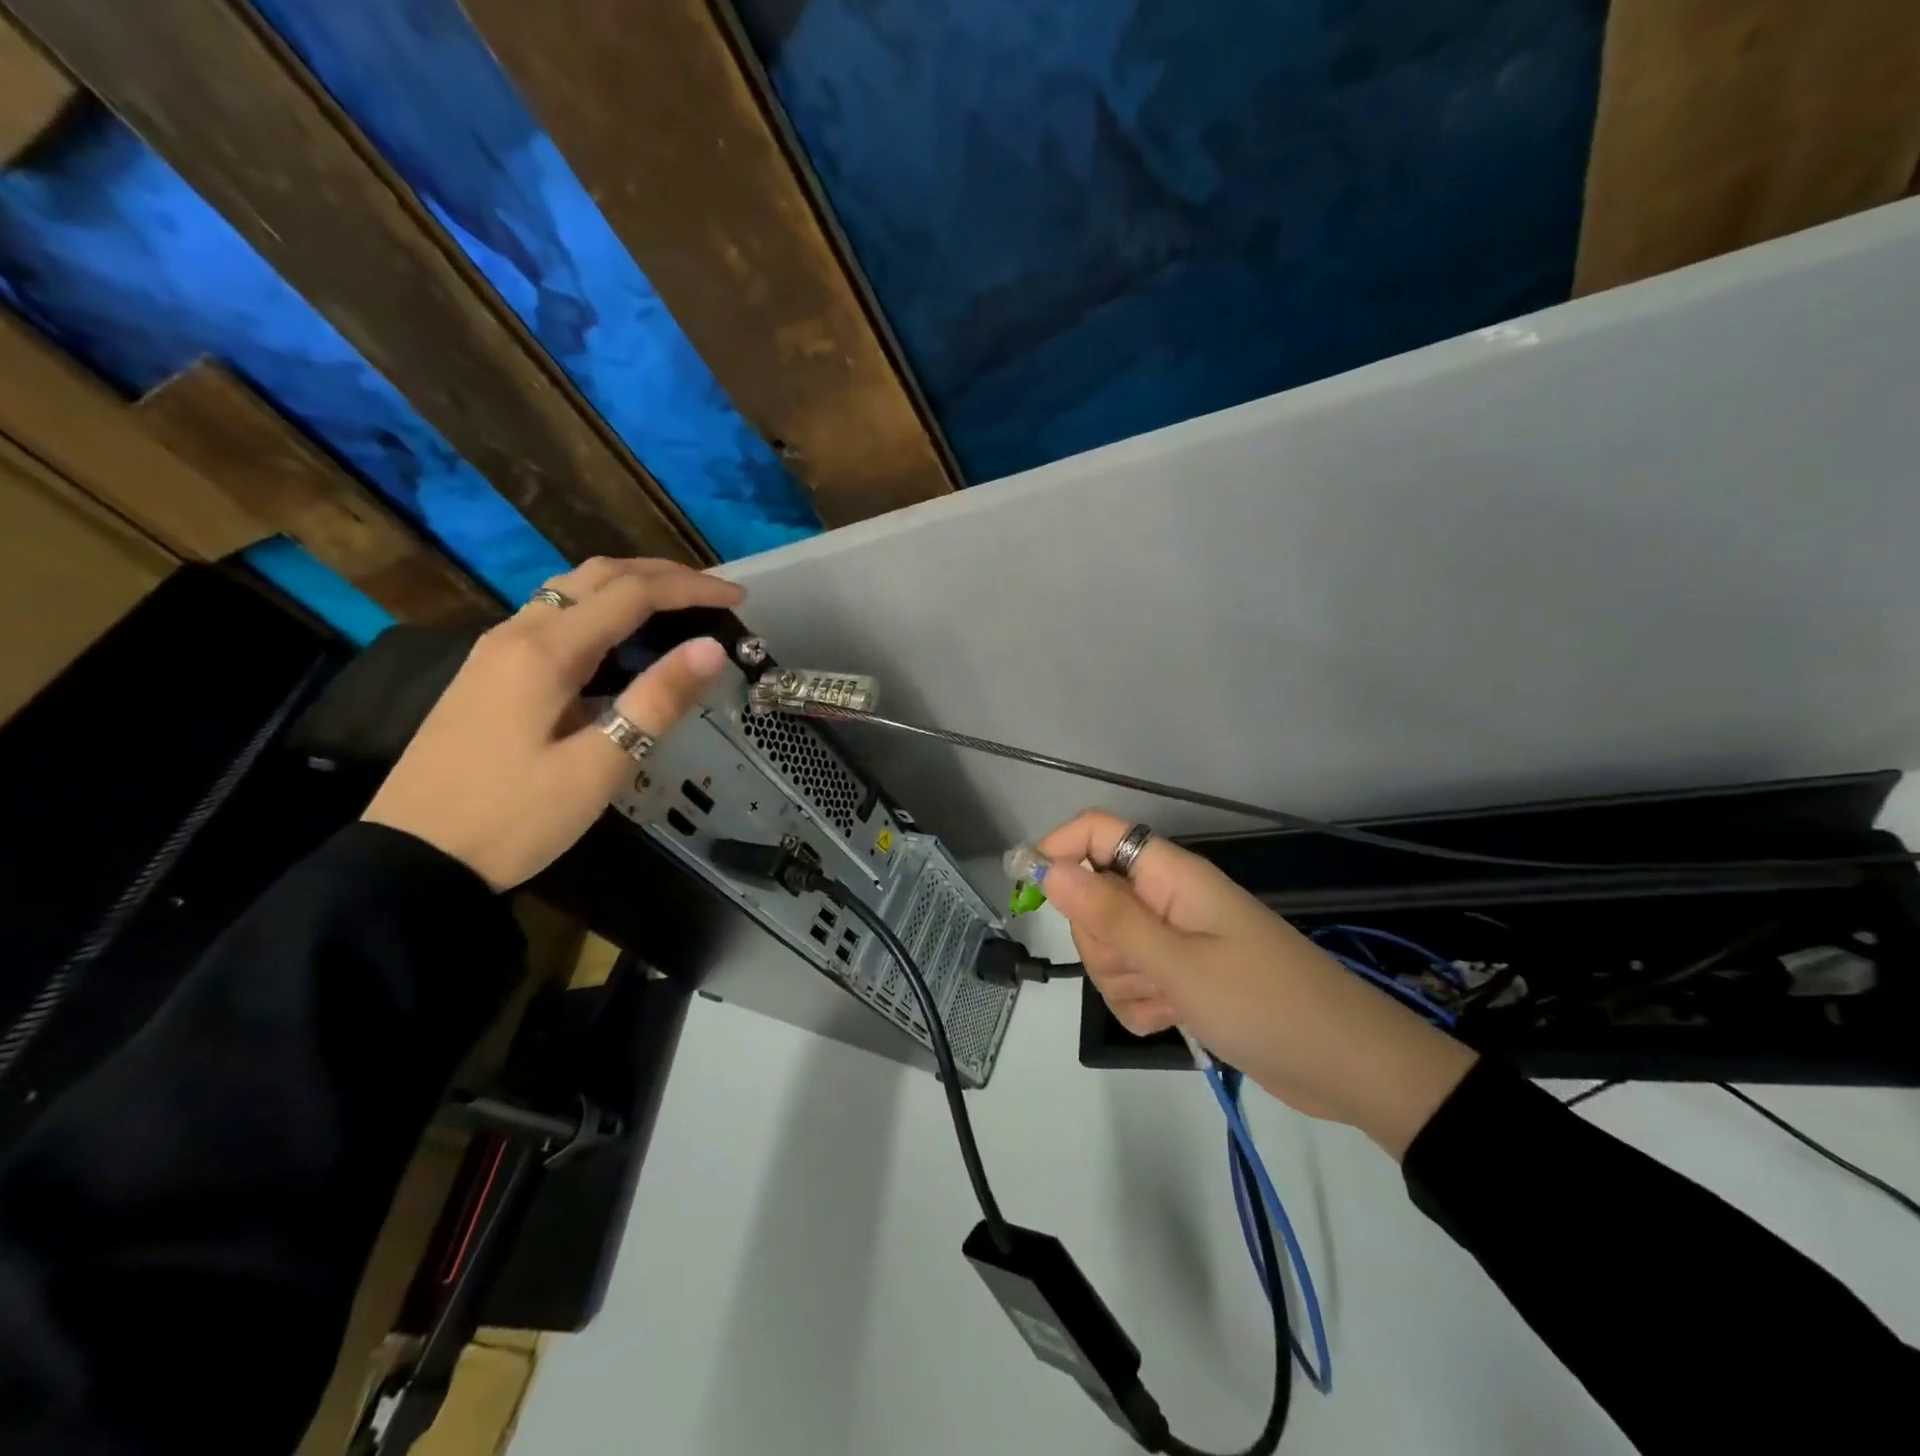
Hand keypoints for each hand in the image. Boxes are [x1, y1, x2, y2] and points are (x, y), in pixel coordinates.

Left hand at [363, 557, 741, 891]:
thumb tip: (711, 648)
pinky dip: (600, 610)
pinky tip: (620, 640)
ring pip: (570, 592)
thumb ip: (656, 702)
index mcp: (545, 652)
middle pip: (596, 576)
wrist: (413, 859)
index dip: (691, 589)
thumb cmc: (514, 818)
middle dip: (661, 575)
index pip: (632, 595)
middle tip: (713, 594)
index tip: (739, 600)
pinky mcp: (489, 674)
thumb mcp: (598, 766)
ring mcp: (496, 652)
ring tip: (677, 607)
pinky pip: (553, 618)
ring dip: (628, 587)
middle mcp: (517, 634)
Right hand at [1036, 811, 1477, 1157]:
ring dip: (1124, 981)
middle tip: (1143, 968)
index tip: (1028, 889)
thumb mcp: (1177, 962)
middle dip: (1101, 941)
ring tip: (1170, 1001)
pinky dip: (1141, 1004)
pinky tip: (1173, 1020)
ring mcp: (1175, 939)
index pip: (1097, 832)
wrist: (1347, 1067)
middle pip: (1093, 898)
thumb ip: (1109, 915)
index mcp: (1170, 875)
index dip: (1057, 848)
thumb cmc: (1264, 1003)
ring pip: (1109, 946)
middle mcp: (1167, 898)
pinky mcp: (1182, 977)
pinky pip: (1133, 981)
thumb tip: (1049, 867)